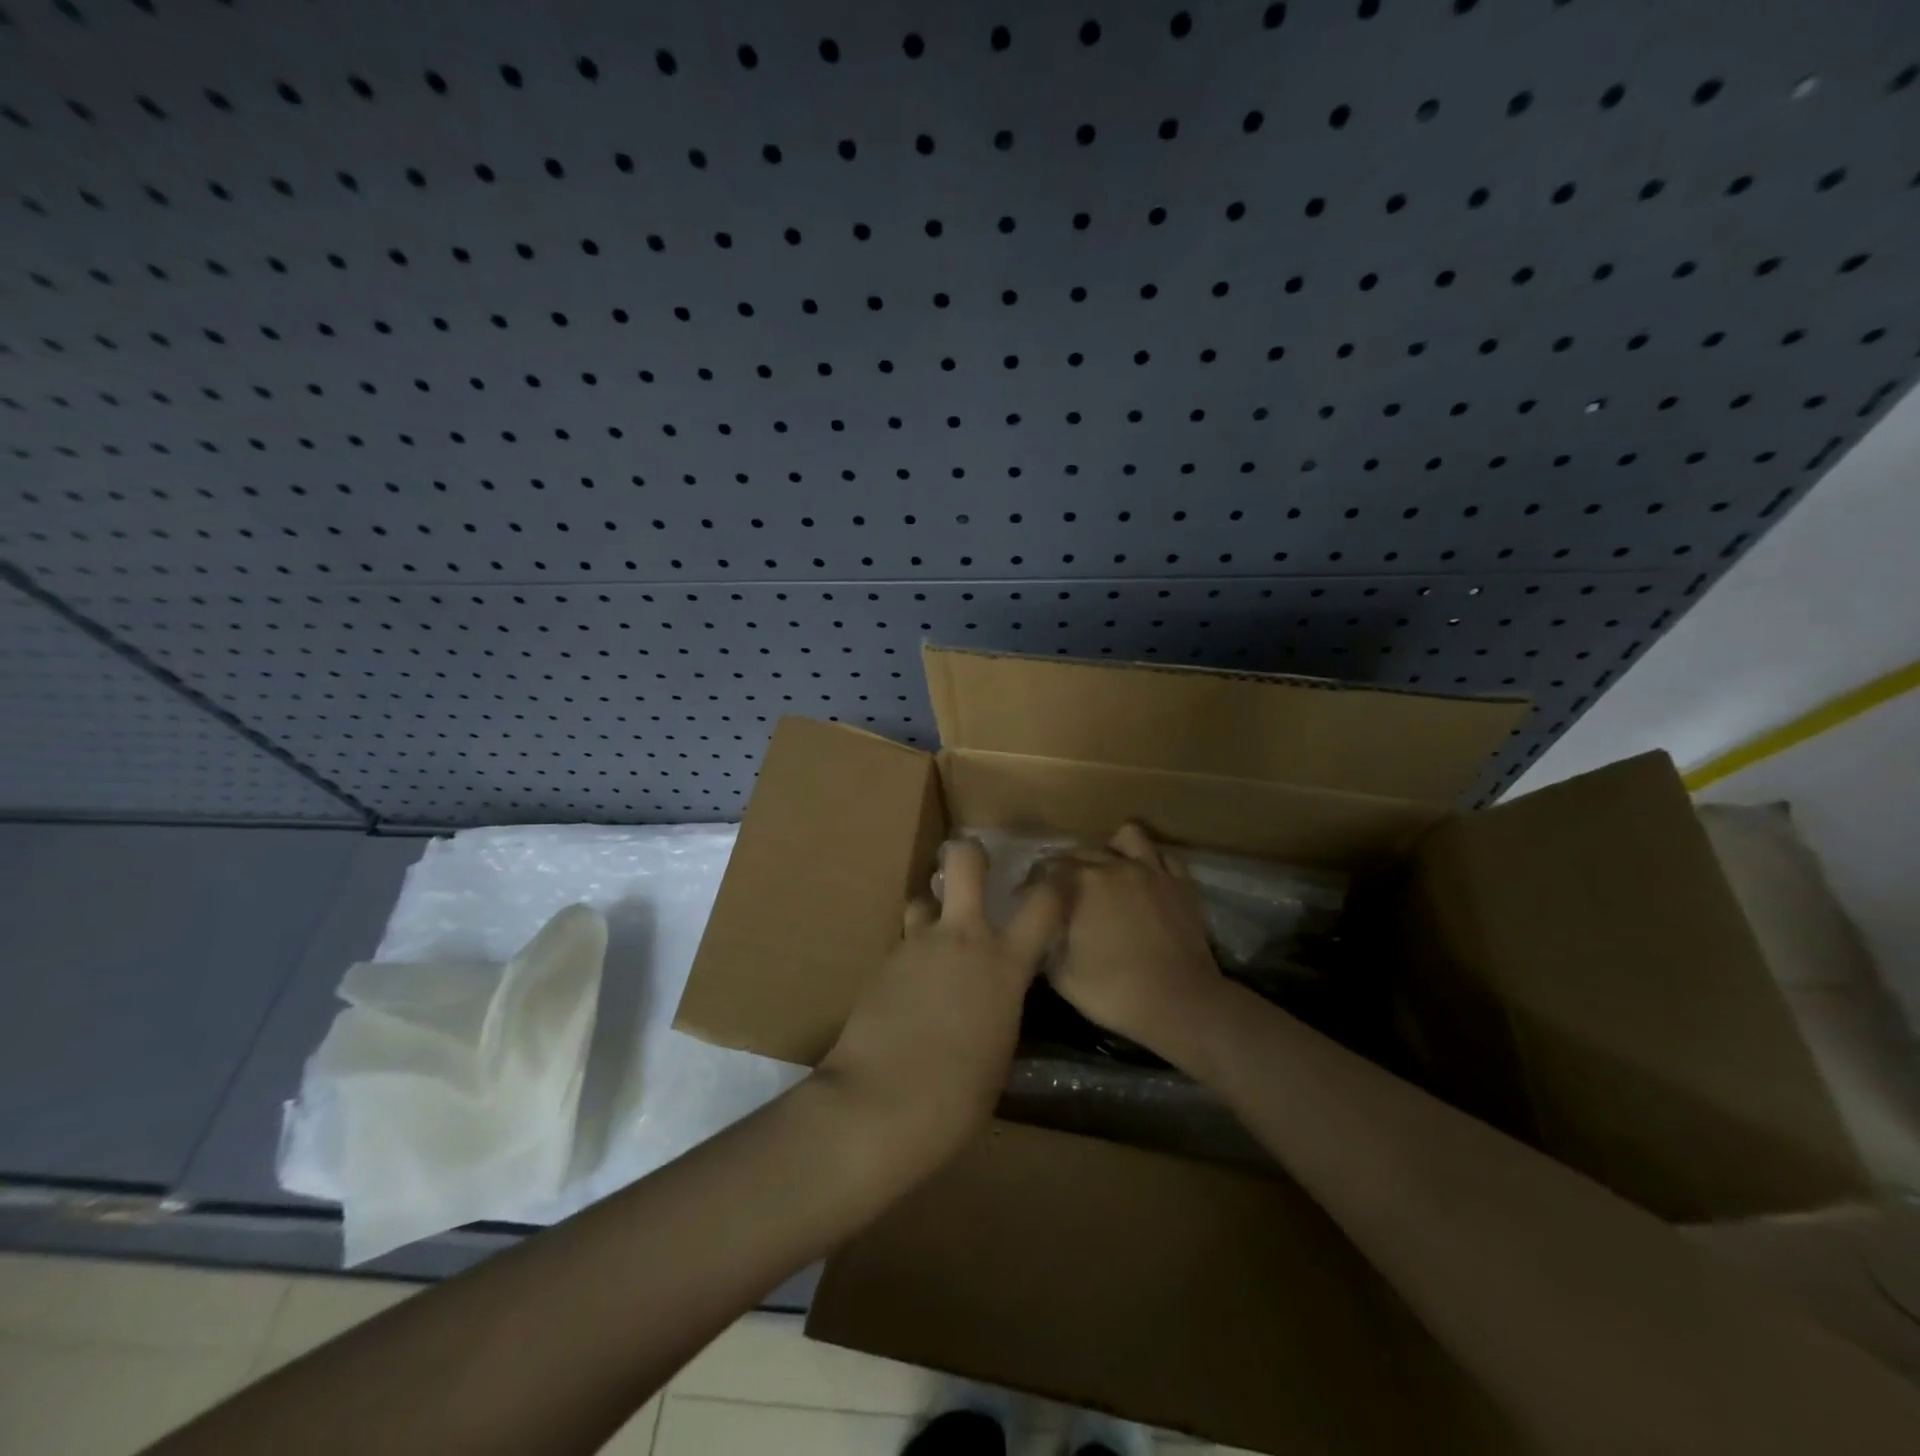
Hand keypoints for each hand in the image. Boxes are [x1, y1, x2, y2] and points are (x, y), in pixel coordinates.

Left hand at [814, 839, 1063, 1170]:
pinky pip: (903, 944)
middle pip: (964, 861)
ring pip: (923, 900)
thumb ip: (1000, 1004)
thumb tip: (992, 995)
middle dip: (970, 855)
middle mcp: (959, 939)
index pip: (1043, 904)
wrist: (879, 1105)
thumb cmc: (958, 1097)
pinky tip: (909, 992)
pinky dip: (912, 957)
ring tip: (935, 943)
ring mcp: (914, 945)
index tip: (1058, 881)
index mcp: (1002, 964)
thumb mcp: (999, 1048)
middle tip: (975, 872)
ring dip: (932, 912)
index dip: (1055, 886)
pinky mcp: (880, 963)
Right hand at [1044, 823, 1224, 1058]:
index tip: (1020, 900)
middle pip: (1080, 852)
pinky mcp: (1181, 883)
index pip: (1045, 871)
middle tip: (1056, 888)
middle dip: (1062, 866)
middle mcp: (1114, 865)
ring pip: (1127, 838)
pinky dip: (1149, 863)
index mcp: (1081, 884)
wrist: (1180, 1003)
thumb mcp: (1062, 976)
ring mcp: (1151, 871)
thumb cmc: (1115, 992)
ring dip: (1111, 848)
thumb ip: (1046, 944)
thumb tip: (1043, 931)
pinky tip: (1143, 879)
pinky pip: (1162, 857)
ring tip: (1106, 868)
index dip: (1029, 886)